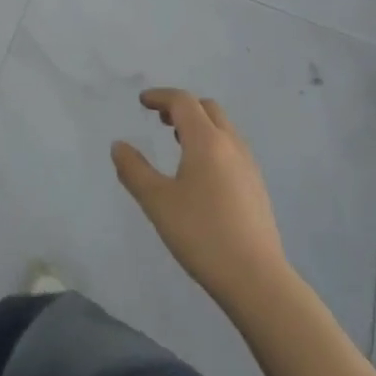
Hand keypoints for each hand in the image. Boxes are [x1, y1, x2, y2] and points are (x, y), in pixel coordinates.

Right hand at [112, 89, 288, 310]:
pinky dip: (213, 144)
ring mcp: (248, 164)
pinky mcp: (257, 186)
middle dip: (182, 107)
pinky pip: (232, 148)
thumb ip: (134, 170)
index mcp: (206, 140)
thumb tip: (118, 146)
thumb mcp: (158, 202)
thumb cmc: (202, 234)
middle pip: (207, 108)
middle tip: (161, 121)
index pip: (183, 101)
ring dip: (199, 125)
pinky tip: (202, 174)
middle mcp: (230, 143)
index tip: (143, 102)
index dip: (161, 97)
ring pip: (222, 128)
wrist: (256, 278)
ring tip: (179, 144)